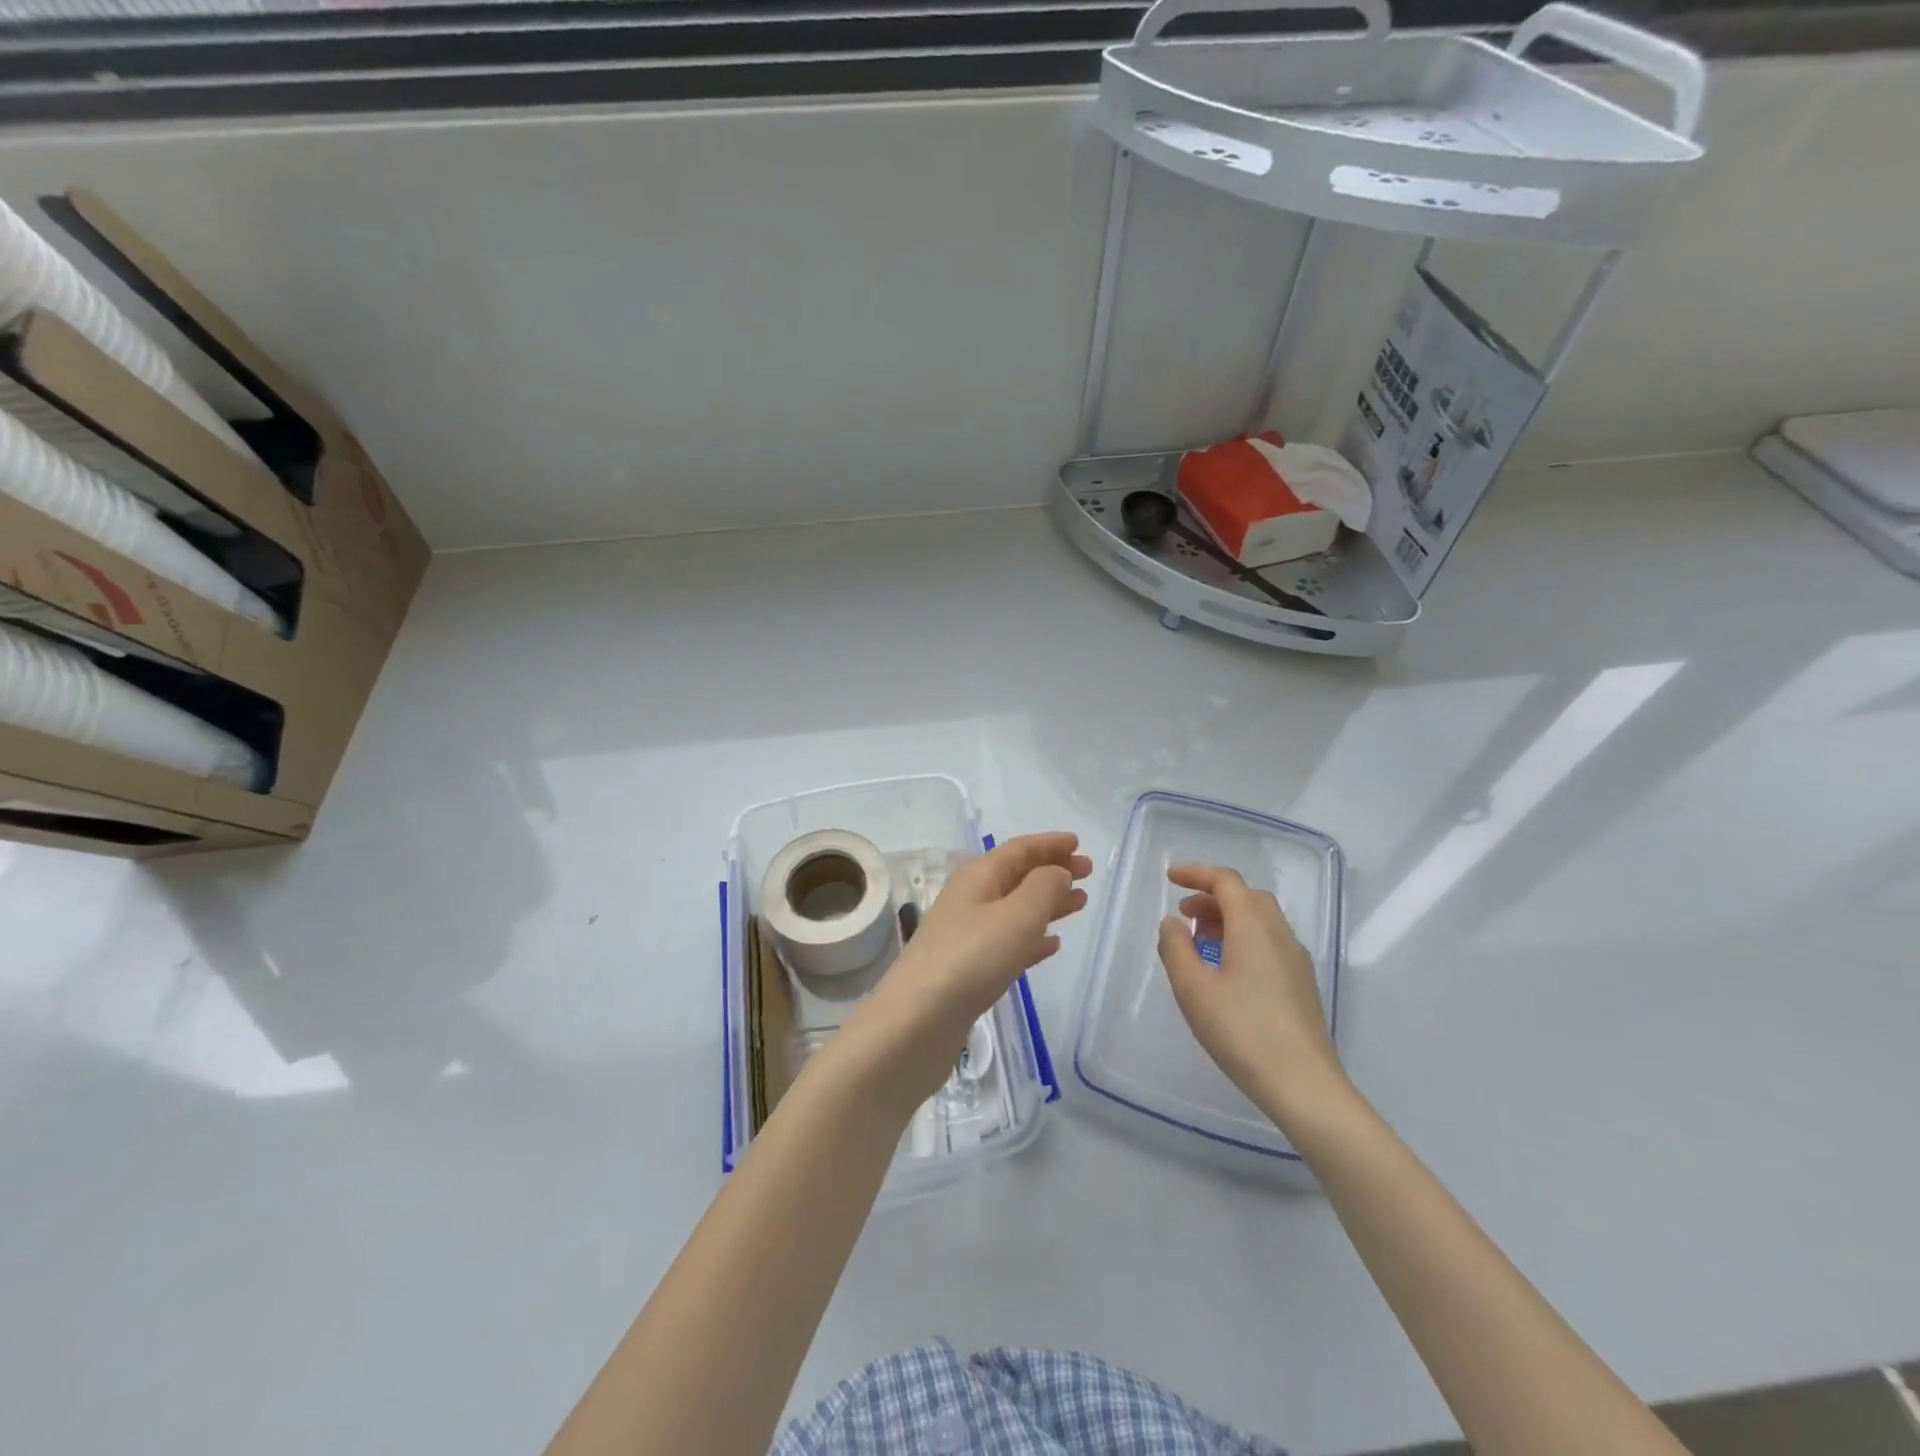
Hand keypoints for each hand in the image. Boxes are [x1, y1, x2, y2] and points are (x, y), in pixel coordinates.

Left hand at [857, 832, 1091, 1098]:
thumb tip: (1058, 871)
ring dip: (1047, 903)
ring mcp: (968, 934)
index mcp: (979, 876)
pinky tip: (1051, 945)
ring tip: (1079, 904)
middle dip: (1052, 870)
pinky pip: (1009, 941)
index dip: (1049, 844)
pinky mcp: (969, 968)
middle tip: (1087, 873)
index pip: (1019, 849)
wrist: (919, 1019)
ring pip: (1016, 908)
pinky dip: (1032, 937)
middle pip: (1017, 875)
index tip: (1078, 842)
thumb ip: (1044, 888)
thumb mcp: (1016, 915)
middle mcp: (971, 898)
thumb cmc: (972, 958)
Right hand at [1157, 863, 1346, 1124]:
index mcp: (1254, 927)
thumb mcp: (1193, 988)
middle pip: (1247, 897)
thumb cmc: (1242, 1031)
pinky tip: (1227, 971)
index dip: (1197, 873)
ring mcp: (1296, 960)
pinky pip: (1269, 943)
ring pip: (1261, 920)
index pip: (1226, 882)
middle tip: (1184, 914)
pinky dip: (1243, 939)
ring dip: (1228, 919)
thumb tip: (1173, 922)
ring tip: (1200, 942)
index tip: (1170, 878)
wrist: (1304, 1086)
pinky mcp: (1302, 985)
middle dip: (1213, 897)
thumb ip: (1176, 948)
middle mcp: (1280, 934)